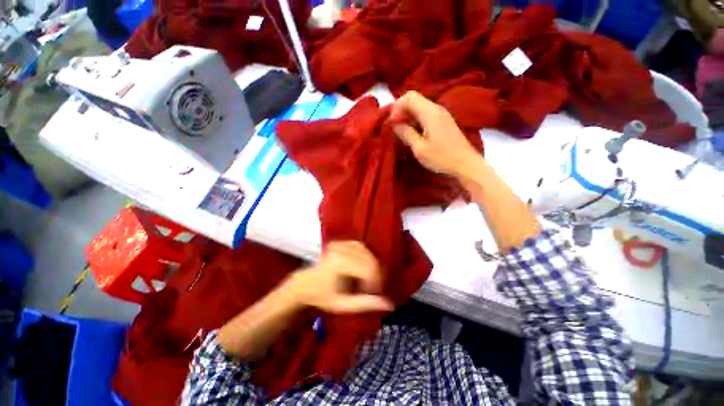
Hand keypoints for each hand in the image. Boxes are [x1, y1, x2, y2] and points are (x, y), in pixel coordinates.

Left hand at [289, 241, 393, 313]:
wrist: (304, 284)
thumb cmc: (322, 297)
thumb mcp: (342, 305)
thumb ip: (365, 304)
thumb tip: (390, 305)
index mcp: (339, 264)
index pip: (368, 269)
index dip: (375, 282)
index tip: (372, 294)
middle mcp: (340, 250)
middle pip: (369, 259)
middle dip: (375, 275)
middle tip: (371, 288)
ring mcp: (339, 243)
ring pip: (367, 251)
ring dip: (371, 265)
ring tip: (366, 278)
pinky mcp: (339, 241)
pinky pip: (360, 246)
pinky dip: (365, 256)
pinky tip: (362, 266)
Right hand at [391, 91, 480, 176]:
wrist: (466, 165)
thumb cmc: (442, 158)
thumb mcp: (419, 148)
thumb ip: (406, 133)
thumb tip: (395, 124)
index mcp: (430, 112)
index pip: (409, 97)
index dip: (397, 107)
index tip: (391, 124)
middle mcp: (437, 109)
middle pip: (414, 100)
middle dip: (401, 112)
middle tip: (395, 129)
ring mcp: (442, 115)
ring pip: (420, 108)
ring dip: (408, 118)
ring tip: (402, 134)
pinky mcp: (444, 123)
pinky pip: (426, 116)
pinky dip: (416, 122)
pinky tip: (414, 136)